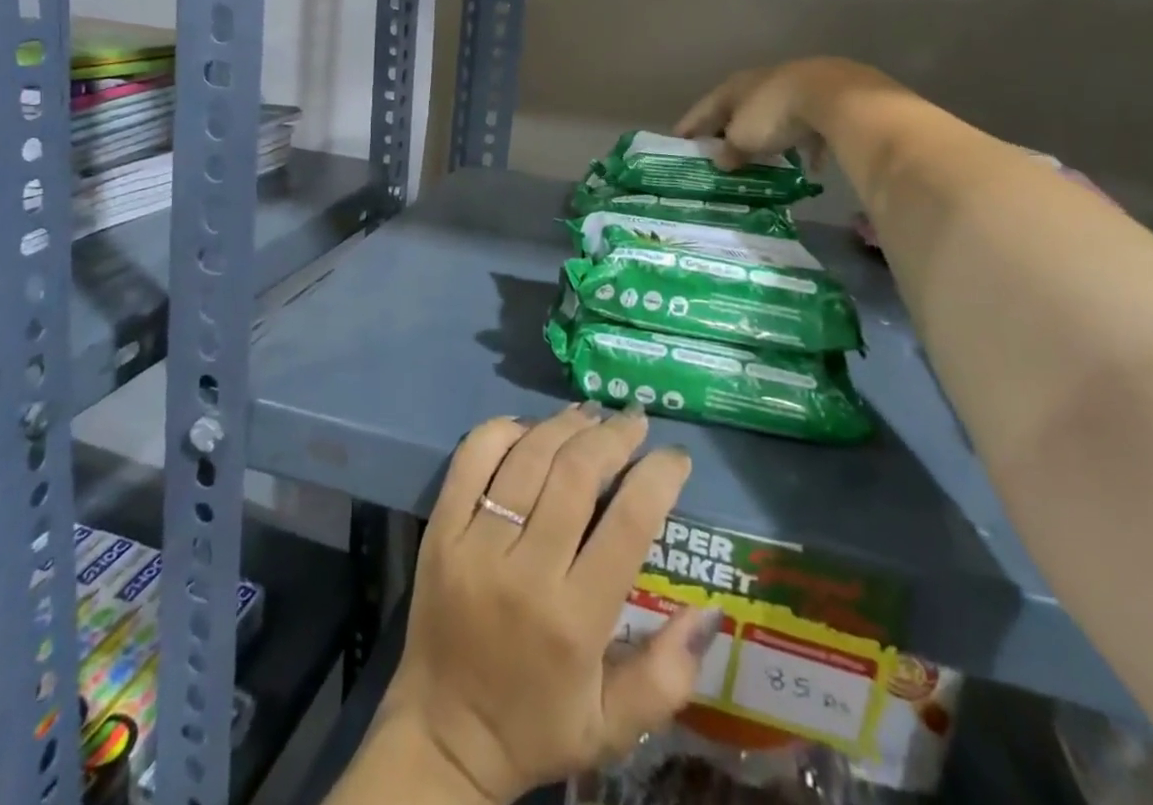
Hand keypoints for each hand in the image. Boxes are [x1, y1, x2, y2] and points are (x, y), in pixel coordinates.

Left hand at [376, 405, 718, 803]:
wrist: (441, 737)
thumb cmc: (535, 726)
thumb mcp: (613, 727)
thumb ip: (668, 675)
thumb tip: (711, 610)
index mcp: (575, 620)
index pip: (628, 523)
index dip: (658, 477)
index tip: (675, 456)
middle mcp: (525, 572)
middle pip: (576, 473)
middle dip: (614, 436)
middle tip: (635, 421)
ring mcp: (476, 545)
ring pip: (529, 456)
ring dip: (566, 424)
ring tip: (592, 415)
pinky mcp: (441, 530)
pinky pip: (472, 458)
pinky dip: (503, 430)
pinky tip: (530, 429)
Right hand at [675, 57, 872, 169]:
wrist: (835, 96)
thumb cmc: (774, 115)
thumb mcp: (743, 139)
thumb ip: (729, 150)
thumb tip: (721, 160)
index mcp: (735, 87)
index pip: (705, 107)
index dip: (691, 125)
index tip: (678, 140)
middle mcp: (762, 82)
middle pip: (740, 109)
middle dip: (730, 129)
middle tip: (720, 150)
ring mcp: (796, 87)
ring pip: (775, 115)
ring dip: (768, 135)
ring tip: (764, 157)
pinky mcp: (827, 99)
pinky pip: (810, 127)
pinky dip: (806, 145)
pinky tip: (811, 165)